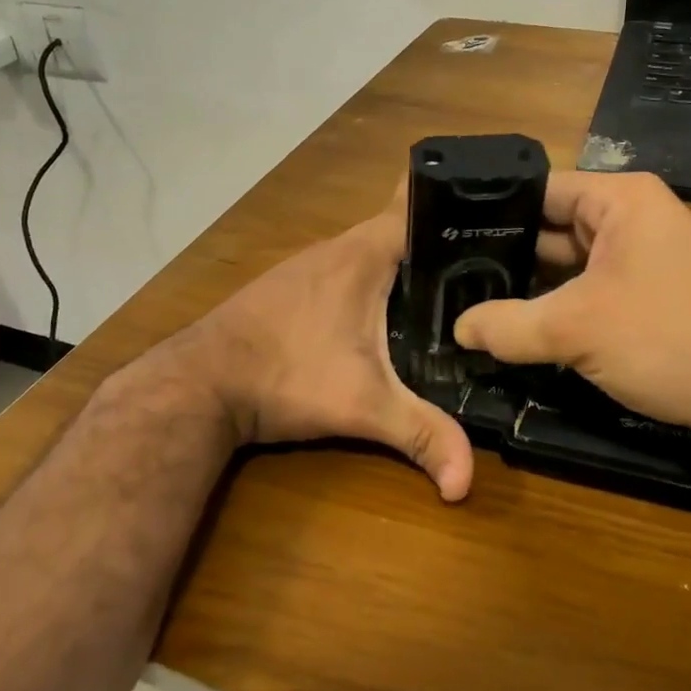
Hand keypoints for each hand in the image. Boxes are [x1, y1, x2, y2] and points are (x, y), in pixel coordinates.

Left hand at [185, 188, 473, 500]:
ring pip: (372, 254)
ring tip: (449, 293)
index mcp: (364, 254)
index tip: (491, 226)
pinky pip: (347, 272)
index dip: (456, 211)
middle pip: (401, 232)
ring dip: (404, 268)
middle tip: (486, 273)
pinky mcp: (291, 287)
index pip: (418, 206)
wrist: (199, 384)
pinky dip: (372, 284)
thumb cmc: (287, 376)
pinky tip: (384, 316)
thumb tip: (466, 484)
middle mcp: (337, 248)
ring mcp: (309, 265)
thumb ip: (422, 435)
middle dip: (440, 248)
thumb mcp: (363, 406)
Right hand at [453, 171, 690, 448]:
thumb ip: (508, 326)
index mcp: (620, 200)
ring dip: (534, 287)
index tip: (446, 236)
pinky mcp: (655, 294)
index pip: (539, 189)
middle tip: (450, 275)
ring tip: (473, 300)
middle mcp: (635, 218)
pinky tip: (523, 327)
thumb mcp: (577, 329)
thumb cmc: (670, 338)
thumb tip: (458, 329)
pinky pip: (595, 289)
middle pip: (554, 227)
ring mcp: (648, 257)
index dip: (492, 210)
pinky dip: (563, 306)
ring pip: (573, 264)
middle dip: (509, 254)